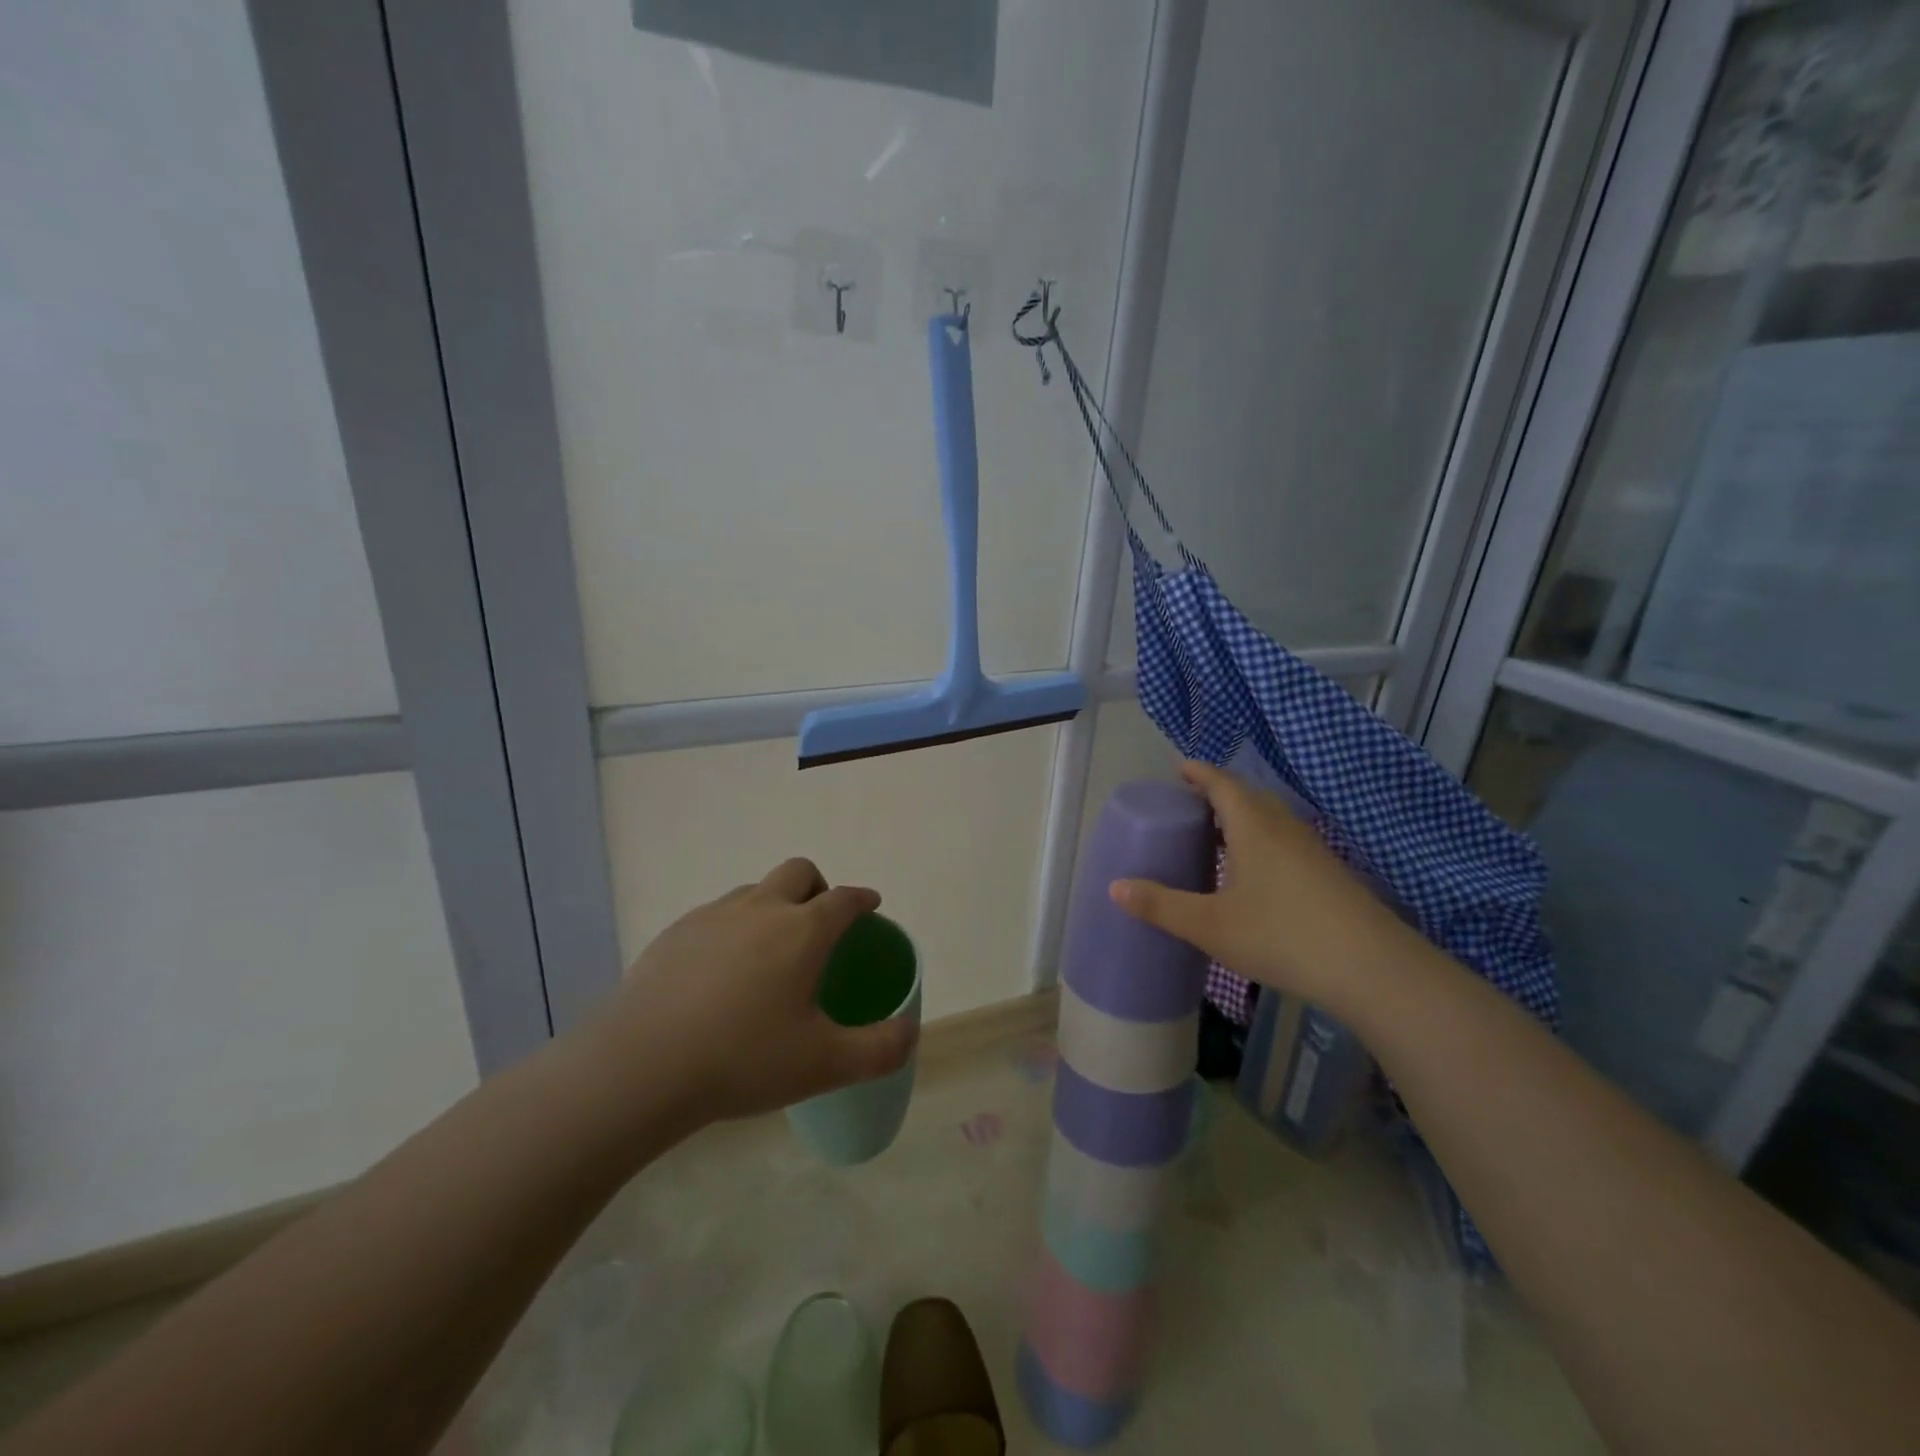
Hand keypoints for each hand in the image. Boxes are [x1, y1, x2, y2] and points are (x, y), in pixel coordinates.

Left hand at [589, 859, 915, 1130]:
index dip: (863, 899)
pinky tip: (720, 975)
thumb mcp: (825, 1065)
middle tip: (819, 926)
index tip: (870, 906)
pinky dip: (732, 929)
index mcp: (802, 930)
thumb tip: (911, 1031)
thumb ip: (881, 1049)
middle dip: (818, 888)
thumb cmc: (743, 1060)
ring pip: (754, 891)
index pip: (844, 898)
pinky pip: (716, 915)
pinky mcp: (675, 933)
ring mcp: (712, 916)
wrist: (640, 1068)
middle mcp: (760, 908)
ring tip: (769, 954)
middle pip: (799, 872)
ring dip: (773, 906)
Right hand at [1108, 762, 1411, 1005]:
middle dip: (1218, 793)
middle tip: (1189, 805)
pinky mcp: (1329, 874)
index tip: (1178, 768)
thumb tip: (1114, 886)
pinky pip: (1285, 840)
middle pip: (1248, 796)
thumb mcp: (1210, 925)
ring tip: (1216, 836)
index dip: (1198, 773)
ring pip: (1270, 819)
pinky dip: (1261, 840)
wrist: (1373, 969)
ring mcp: (1312, 850)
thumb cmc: (1283, 936)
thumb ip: (1161, 905)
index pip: (1222, 783)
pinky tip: (1254, 874)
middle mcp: (1284, 828)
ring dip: (1242, 818)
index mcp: (1253, 826)